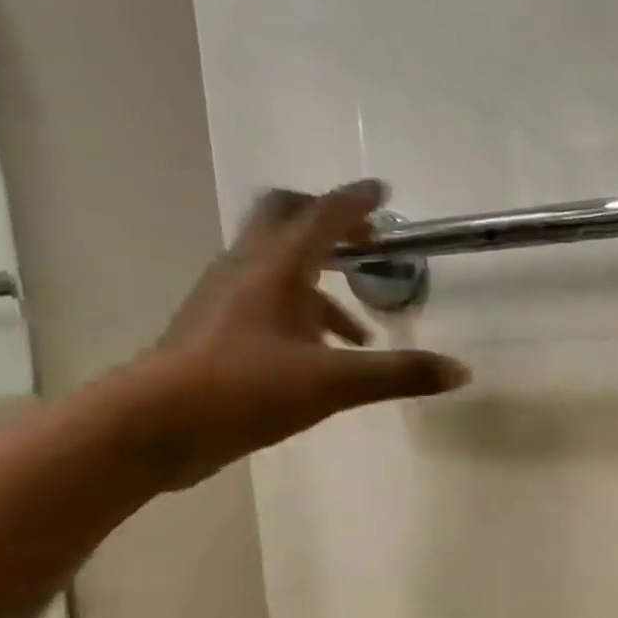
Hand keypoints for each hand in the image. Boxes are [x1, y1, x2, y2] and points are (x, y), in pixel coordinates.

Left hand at [128, 180, 468, 487]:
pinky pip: (265, 302)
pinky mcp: (215, 329)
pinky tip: (321, 357)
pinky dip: (300, 314)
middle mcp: (246, 270)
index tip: (383, 192)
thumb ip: (400, 373)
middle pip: (284, 220)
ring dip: (320, 283)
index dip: (355, 202)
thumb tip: (460, 371)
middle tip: (365, 242)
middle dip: (327, 223)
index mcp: (276, 269)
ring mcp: (224, 298)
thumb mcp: (336, 383)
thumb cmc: (247, 389)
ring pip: (276, 268)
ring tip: (359, 329)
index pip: (321, 217)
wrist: (157, 425)